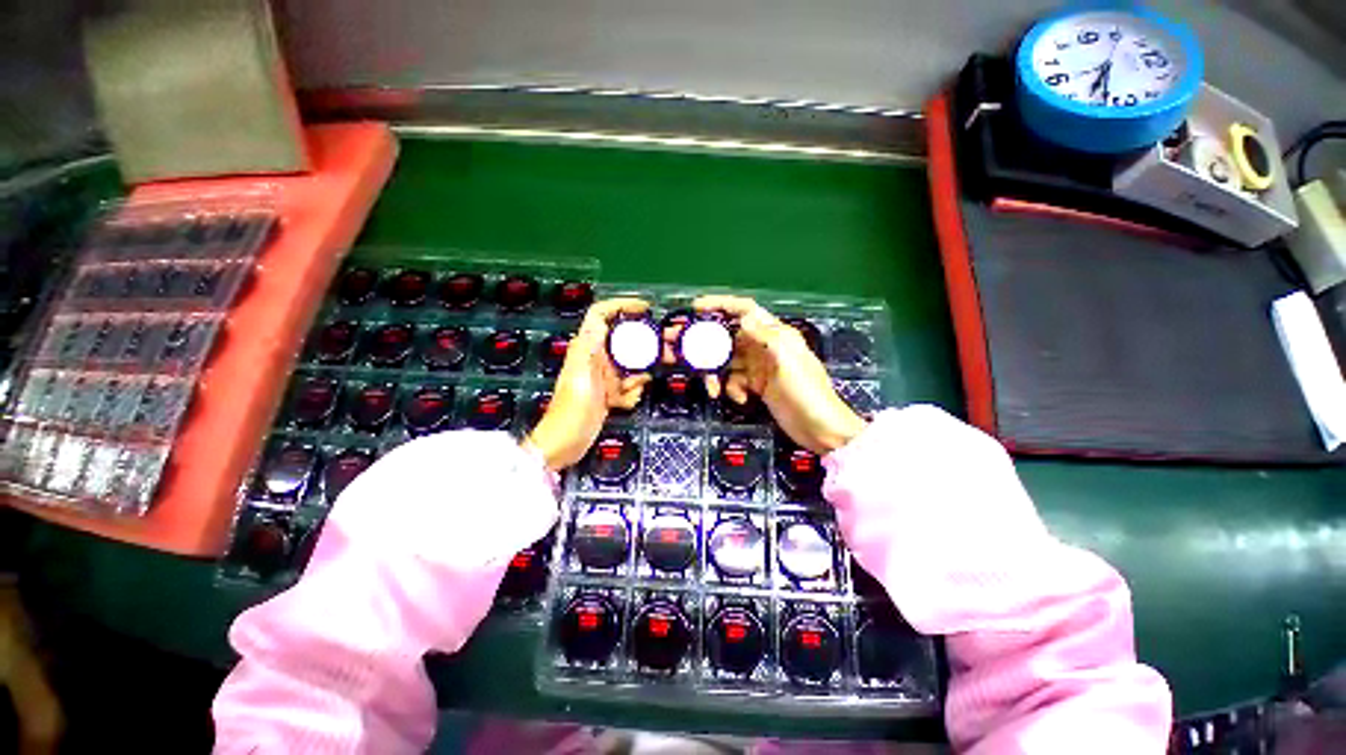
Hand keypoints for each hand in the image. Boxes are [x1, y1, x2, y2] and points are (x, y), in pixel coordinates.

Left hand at [526, 298, 652, 470]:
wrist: (563, 445)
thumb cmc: (570, 411)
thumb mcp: (580, 377)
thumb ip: (588, 349)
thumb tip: (599, 321)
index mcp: (587, 349)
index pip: (601, 316)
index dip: (621, 306)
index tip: (645, 308)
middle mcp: (596, 359)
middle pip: (624, 340)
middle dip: (645, 341)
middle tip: (668, 346)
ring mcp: (604, 377)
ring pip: (630, 364)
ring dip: (641, 370)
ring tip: (648, 378)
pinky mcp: (609, 394)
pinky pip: (629, 386)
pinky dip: (632, 392)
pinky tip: (628, 401)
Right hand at [687, 295, 866, 453]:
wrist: (820, 429)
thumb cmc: (808, 392)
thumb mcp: (788, 361)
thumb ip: (765, 336)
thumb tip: (743, 316)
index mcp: (775, 334)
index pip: (745, 310)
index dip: (721, 304)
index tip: (696, 307)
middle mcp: (763, 347)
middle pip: (728, 336)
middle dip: (705, 340)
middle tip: (679, 345)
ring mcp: (759, 367)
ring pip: (727, 362)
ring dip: (715, 373)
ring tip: (711, 388)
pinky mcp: (756, 385)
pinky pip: (734, 381)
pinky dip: (731, 389)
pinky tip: (739, 398)